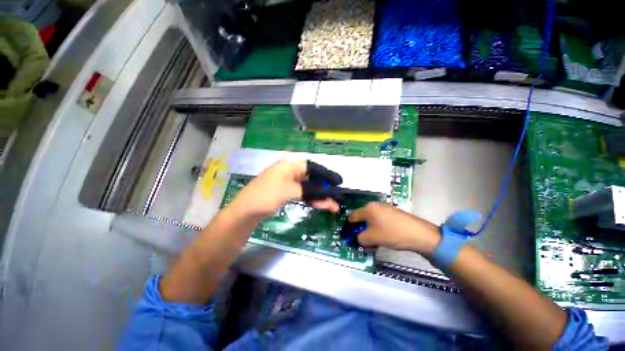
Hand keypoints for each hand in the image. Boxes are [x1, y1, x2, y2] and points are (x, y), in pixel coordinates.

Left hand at [229, 160, 340, 220]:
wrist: (245, 212)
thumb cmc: (265, 196)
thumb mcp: (289, 190)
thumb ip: (310, 189)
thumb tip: (329, 191)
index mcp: (289, 165)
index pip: (313, 167)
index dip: (327, 174)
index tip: (338, 182)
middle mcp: (290, 171)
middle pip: (312, 179)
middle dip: (325, 189)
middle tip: (337, 198)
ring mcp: (288, 183)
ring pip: (309, 188)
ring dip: (320, 197)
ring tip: (332, 207)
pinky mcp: (287, 193)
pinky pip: (303, 194)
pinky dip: (312, 200)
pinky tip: (321, 205)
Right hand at [348, 202, 440, 254]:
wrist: (420, 234)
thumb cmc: (392, 234)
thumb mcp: (372, 238)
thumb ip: (360, 238)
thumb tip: (357, 238)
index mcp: (368, 209)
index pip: (352, 216)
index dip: (349, 227)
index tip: (350, 236)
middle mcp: (375, 205)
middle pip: (362, 218)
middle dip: (361, 229)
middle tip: (363, 240)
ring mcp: (385, 208)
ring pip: (372, 219)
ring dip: (370, 230)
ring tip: (374, 241)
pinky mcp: (393, 212)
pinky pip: (380, 219)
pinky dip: (378, 227)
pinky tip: (384, 236)